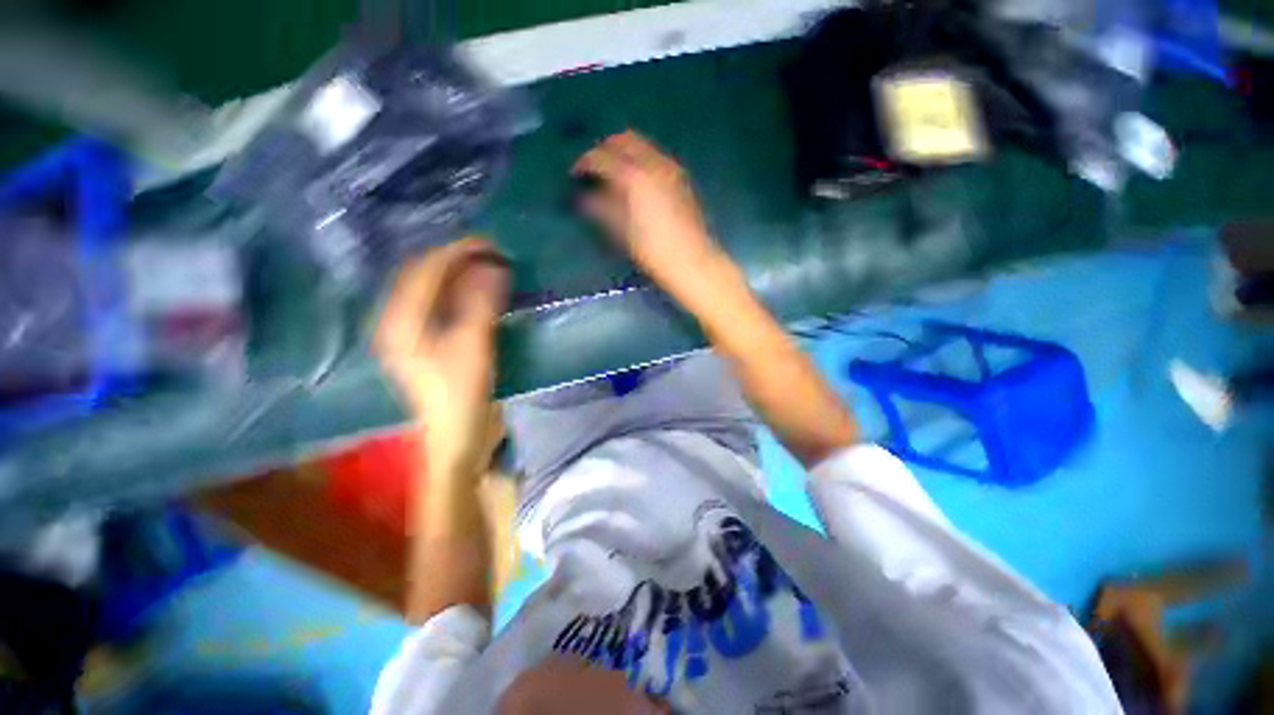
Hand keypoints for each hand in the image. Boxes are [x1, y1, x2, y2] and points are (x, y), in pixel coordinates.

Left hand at [374, 238, 508, 479]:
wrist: (457, 438)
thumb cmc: (461, 394)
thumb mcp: (473, 347)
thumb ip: (481, 304)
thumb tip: (493, 266)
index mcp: (399, 322)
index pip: (424, 271)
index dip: (456, 252)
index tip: (490, 244)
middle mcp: (397, 322)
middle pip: (423, 277)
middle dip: (457, 260)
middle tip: (492, 253)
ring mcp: (411, 334)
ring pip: (432, 290)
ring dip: (459, 275)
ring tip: (488, 266)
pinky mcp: (428, 344)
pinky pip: (441, 305)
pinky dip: (461, 293)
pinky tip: (479, 290)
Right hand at [573, 131, 724, 296]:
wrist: (691, 262)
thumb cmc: (652, 251)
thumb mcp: (621, 231)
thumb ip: (601, 209)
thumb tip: (585, 198)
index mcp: (634, 176)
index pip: (602, 156)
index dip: (584, 162)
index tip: (574, 174)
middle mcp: (654, 163)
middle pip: (624, 139)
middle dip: (605, 148)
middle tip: (593, 168)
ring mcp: (671, 168)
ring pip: (642, 145)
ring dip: (624, 152)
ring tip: (612, 174)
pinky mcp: (681, 178)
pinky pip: (655, 156)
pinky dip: (640, 160)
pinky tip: (635, 181)